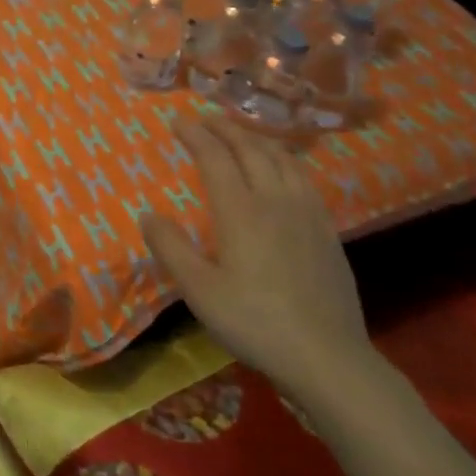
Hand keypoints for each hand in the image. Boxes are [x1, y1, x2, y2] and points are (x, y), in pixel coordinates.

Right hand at [140, 114, 369, 394]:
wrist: (327, 356)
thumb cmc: (254, 322)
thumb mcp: (199, 291)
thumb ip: (171, 248)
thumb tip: (148, 214)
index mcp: (240, 211)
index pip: (215, 158)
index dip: (195, 135)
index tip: (178, 121)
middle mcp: (275, 201)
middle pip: (250, 150)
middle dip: (225, 128)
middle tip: (206, 118)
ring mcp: (307, 213)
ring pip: (282, 159)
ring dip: (257, 139)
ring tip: (241, 134)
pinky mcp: (327, 230)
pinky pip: (304, 178)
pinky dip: (285, 159)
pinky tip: (283, 170)